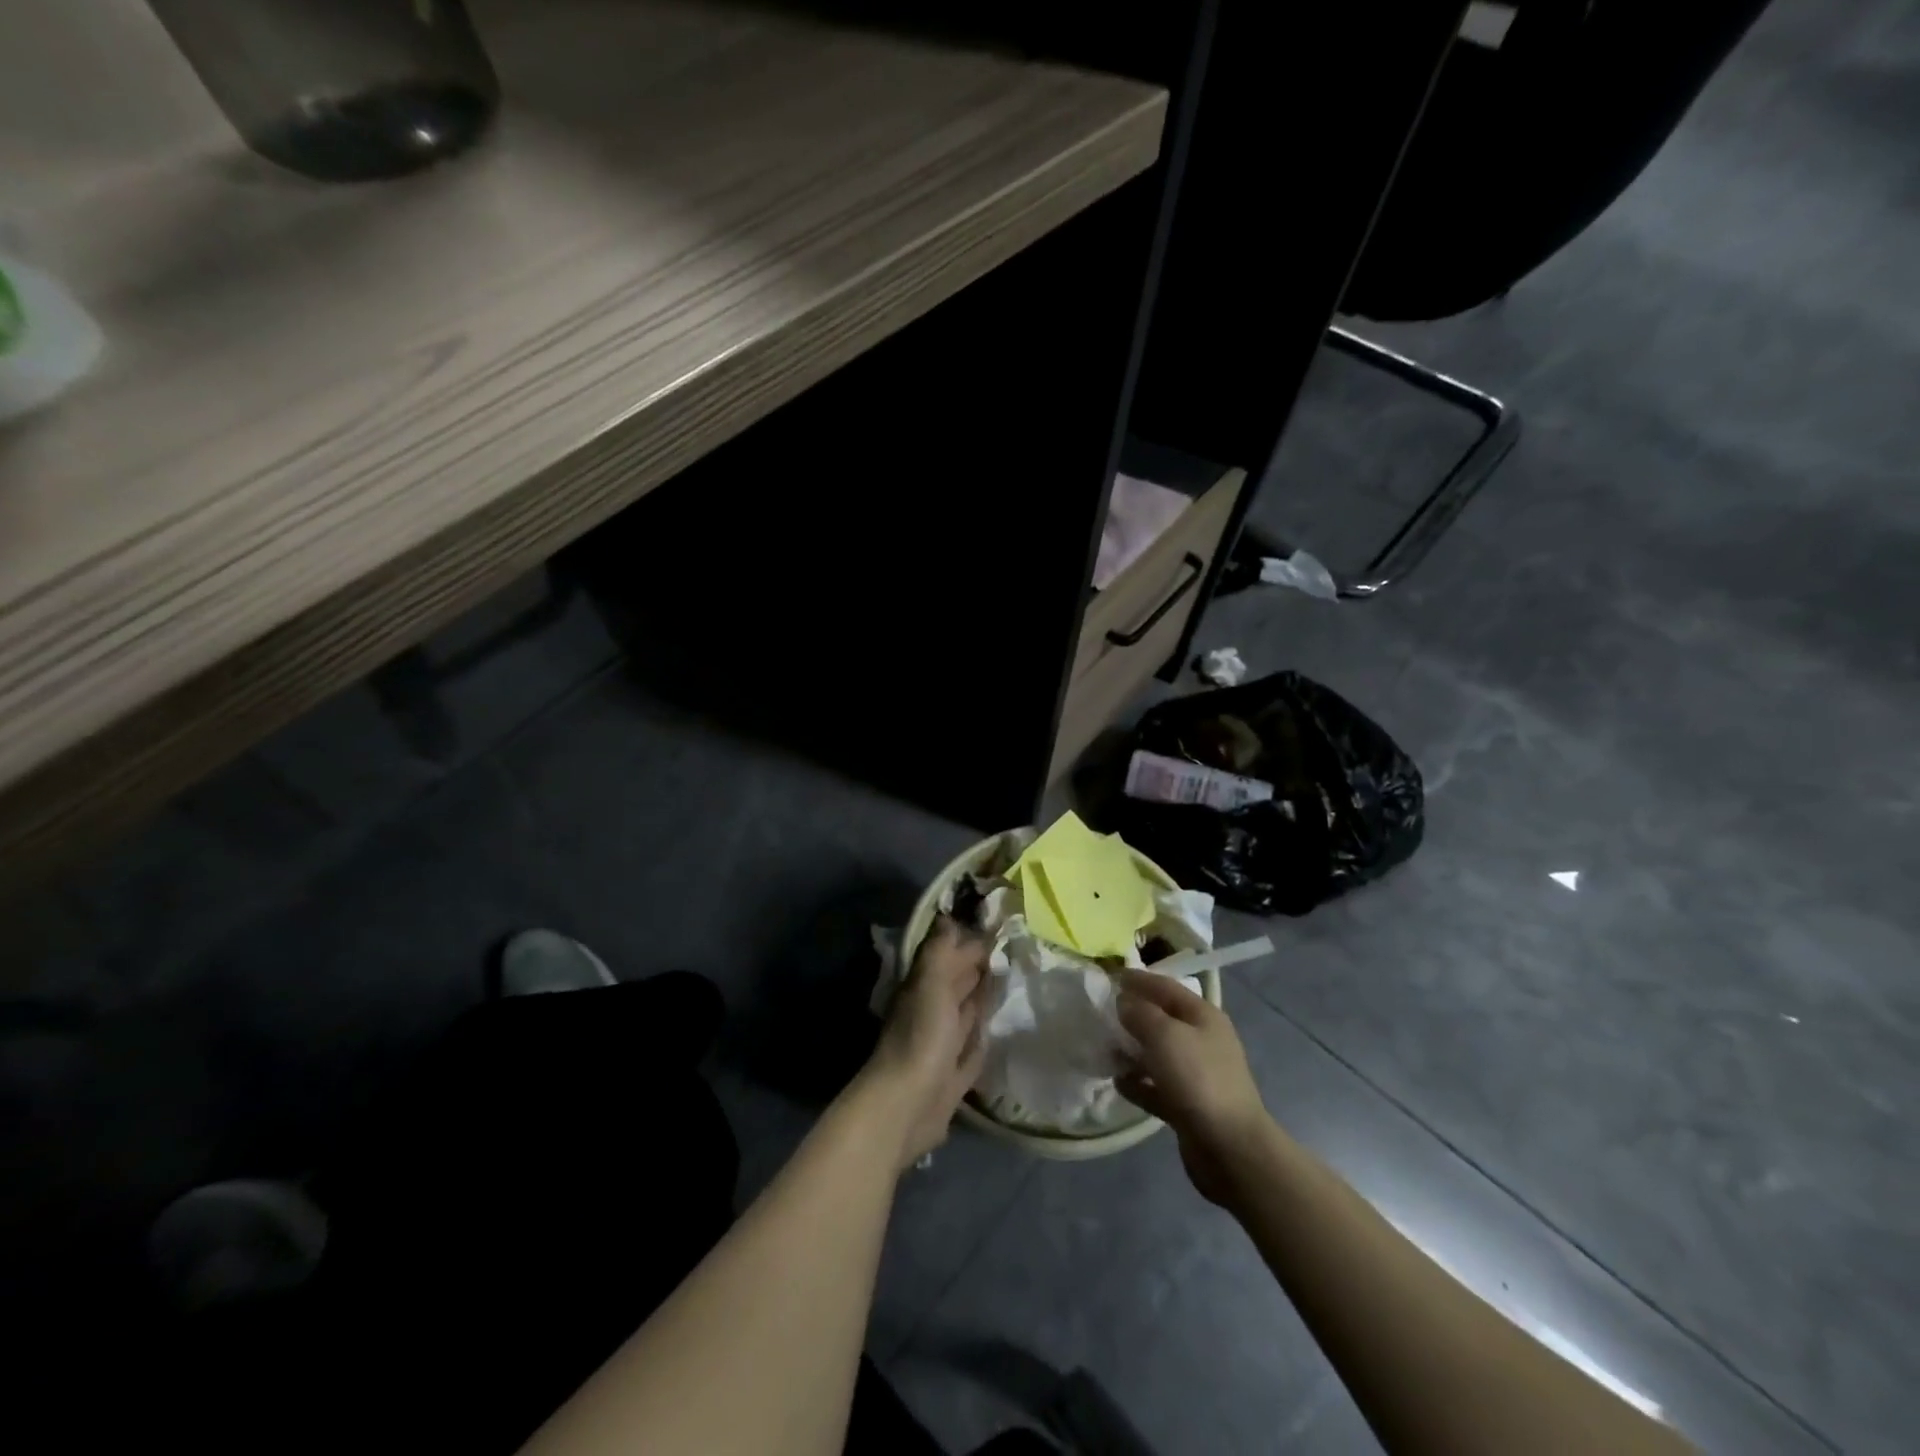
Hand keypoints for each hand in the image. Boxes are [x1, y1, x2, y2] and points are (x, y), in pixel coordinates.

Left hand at [860, 915, 991, 1169]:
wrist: (907, 1106)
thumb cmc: (922, 1038)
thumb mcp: (930, 984)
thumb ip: (939, 952)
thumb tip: (948, 917)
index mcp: (925, 987)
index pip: (950, 955)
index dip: (972, 942)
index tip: (1003, 928)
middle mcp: (932, 1011)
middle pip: (959, 983)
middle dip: (981, 967)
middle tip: (1016, 951)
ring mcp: (943, 1044)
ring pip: (966, 1013)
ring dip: (984, 999)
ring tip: (1014, 984)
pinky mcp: (954, 1074)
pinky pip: (972, 1049)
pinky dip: (983, 1038)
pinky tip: (998, 1031)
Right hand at [1113, 970, 1273, 1206]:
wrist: (1231, 1149)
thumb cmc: (1198, 1080)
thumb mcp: (1165, 1035)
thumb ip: (1140, 1013)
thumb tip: (1124, 1002)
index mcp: (1203, 1016)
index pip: (1165, 987)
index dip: (1138, 980)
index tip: (1108, 976)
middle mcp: (1201, 1041)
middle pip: (1161, 1019)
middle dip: (1132, 1015)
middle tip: (1099, 1013)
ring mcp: (1196, 1075)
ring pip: (1157, 1053)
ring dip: (1131, 1050)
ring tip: (1103, 1049)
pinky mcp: (1187, 1105)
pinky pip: (1156, 1086)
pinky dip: (1138, 1082)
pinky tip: (1117, 1081)